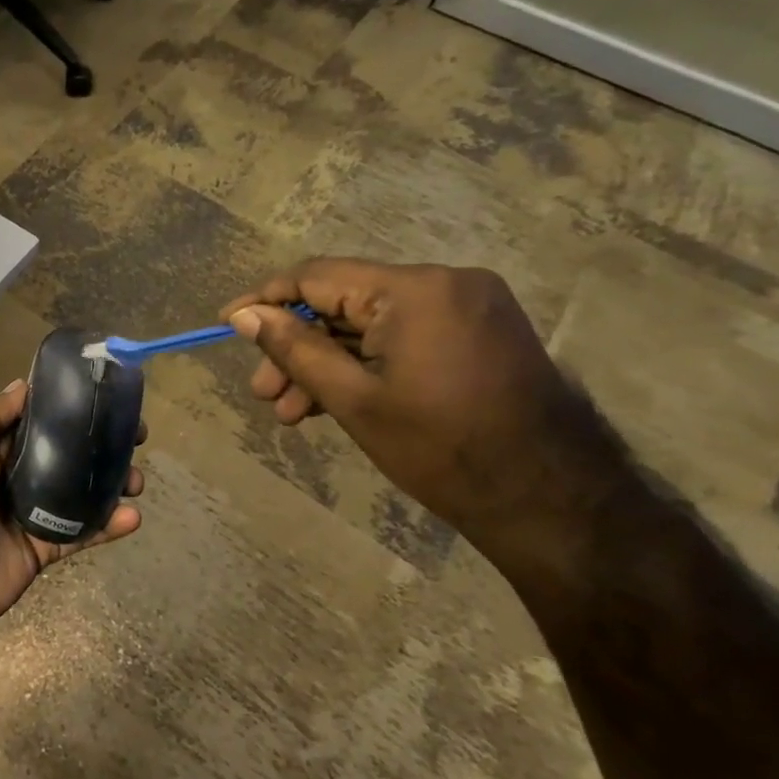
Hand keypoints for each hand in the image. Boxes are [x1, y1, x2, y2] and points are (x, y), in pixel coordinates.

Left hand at [0, 380, 144, 639]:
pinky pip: (81, 531)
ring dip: (110, 481)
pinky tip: (132, 515)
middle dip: (98, 441)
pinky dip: (108, 524)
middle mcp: (10, 475)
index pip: (33, 419)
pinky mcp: (43, 546)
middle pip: (63, 452)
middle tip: (135, 434)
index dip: (66, 407)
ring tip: (136, 478)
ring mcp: (29, 512)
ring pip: (78, 490)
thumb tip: (23, 386)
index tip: (103, 394)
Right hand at [221, 259, 629, 560]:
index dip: (265, 300)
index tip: (226, 323)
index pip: (317, 277)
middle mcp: (445, 282)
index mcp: (416, 290)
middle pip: (342, 303)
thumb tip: (244, 315)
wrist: (551, 502)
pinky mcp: (477, 331)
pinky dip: (364, 364)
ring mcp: (467, 306)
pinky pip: (400, 336)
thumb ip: (293, 349)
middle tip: (263, 393)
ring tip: (290, 412)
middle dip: (297, 347)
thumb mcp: (352, 399)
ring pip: (368, 324)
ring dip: (326, 362)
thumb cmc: (441, 450)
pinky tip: (331, 402)